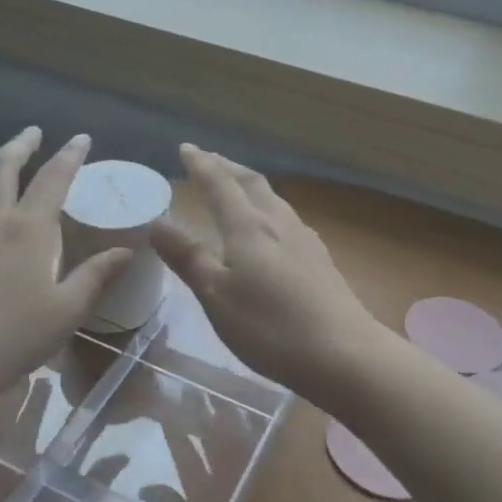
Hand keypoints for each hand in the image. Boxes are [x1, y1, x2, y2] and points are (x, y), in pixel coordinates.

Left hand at [0, 129, 130, 406]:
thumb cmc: (11, 337)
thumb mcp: (67, 311)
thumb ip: (96, 276)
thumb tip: (126, 251)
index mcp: (28, 228)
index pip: (53, 177)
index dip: (69, 155)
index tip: (81, 138)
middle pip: (2, 165)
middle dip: (20, 143)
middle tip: (33, 132)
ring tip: (2, 162)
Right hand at [151, 145, 376, 398]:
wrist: (344, 353)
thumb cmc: (270, 326)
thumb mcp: (216, 294)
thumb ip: (187, 256)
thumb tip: (157, 221)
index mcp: (248, 226)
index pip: (220, 184)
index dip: (201, 165)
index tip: (186, 148)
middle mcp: (278, 223)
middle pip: (251, 183)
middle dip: (227, 167)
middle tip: (209, 158)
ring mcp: (304, 240)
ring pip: (273, 199)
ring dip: (250, 185)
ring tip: (237, 185)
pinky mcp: (321, 260)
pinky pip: (288, 219)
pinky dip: (269, 208)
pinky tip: (274, 226)